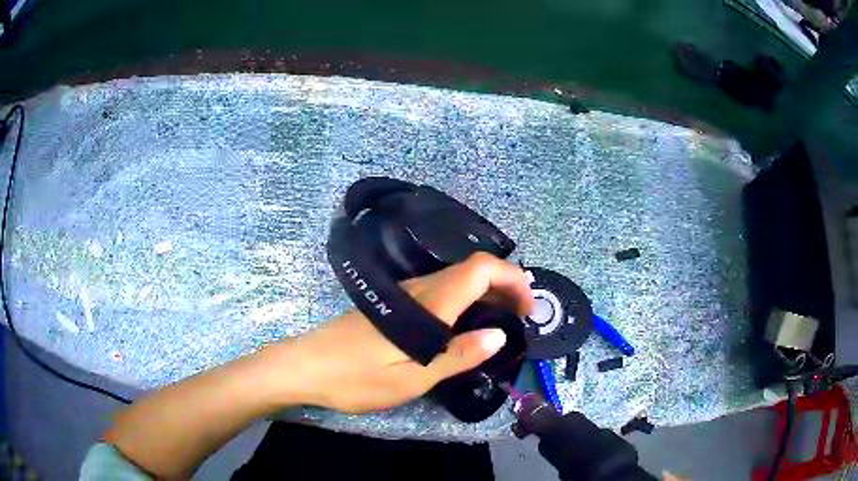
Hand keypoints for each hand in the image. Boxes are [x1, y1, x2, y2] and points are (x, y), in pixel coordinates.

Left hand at [270, 252, 533, 413]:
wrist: (306, 366)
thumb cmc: (356, 378)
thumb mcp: (412, 378)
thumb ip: (458, 355)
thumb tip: (498, 335)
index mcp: (429, 304)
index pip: (481, 269)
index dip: (512, 279)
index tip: (528, 308)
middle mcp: (420, 290)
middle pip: (473, 269)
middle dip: (506, 285)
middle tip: (521, 318)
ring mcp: (406, 294)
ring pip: (458, 279)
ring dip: (488, 292)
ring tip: (503, 321)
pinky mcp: (395, 304)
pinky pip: (442, 290)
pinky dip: (467, 299)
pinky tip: (466, 324)